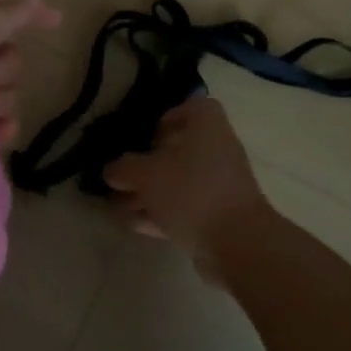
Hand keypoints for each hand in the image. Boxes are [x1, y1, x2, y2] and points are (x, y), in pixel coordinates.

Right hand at [103, 97, 271, 267]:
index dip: (169, 117)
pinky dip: (162, 213)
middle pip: (180, 150)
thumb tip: (112, 169)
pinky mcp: (221, 216)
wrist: (239, 243)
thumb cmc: (192, 192)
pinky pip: (186, 208)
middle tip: (121, 176)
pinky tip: (135, 225)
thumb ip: (125, 168)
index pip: (193, 107)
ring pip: (180, 182)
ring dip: (150, 193)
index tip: (146, 134)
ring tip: (119, 204)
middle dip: (148, 164)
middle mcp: (218, 151)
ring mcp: (222, 186)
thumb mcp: (147, 175)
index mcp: (207, 127)